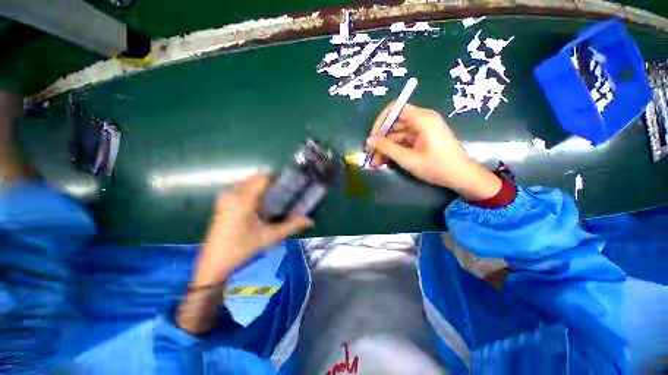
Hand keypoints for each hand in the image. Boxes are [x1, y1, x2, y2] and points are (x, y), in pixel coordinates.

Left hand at [177, 174, 311, 333]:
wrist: (215, 263)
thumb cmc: (243, 249)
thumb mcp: (270, 237)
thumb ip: (291, 226)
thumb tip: (311, 221)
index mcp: (244, 200)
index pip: (262, 178)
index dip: (277, 179)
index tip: (287, 186)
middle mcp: (233, 194)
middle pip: (255, 177)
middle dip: (270, 182)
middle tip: (282, 193)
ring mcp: (225, 198)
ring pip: (247, 181)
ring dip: (260, 186)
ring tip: (272, 198)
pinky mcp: (222, 202)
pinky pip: (240, 188)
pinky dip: (251, 190)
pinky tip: (258, 204)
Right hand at [365, 103, 501, 200]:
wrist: (461, 177)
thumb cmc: (436, 167)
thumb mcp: (407, 158)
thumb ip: (386, 148)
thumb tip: (369, 140)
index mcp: (422, 119)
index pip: (395, 109)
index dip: (381, 121)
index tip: (373, 137)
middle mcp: (422, 120)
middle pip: (395, 124)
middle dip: (381, 140)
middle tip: (371, 155)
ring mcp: (423, 130)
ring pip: (398, 135)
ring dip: (386, 148)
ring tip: (376, 163)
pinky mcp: (423, 139)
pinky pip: (405, 141)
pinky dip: (395, 150)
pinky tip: (387, 161)